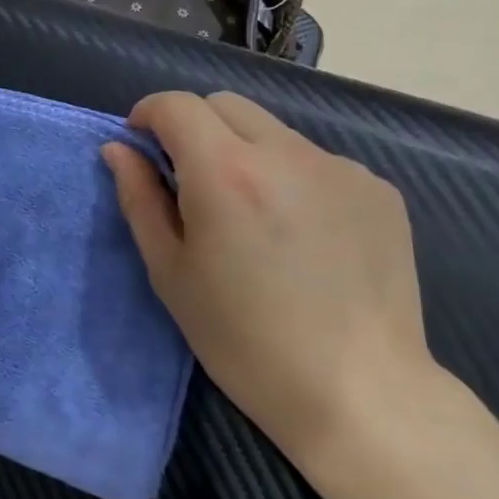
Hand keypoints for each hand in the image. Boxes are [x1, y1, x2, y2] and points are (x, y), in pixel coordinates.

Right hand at [101, 91, 432, 467]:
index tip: (141, 144)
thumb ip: (139, 198)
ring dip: (245, 151)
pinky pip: (316, 161)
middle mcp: (287, 152)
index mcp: (226, 172)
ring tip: (251, 214)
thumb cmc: (244, 339)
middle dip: (194, 126)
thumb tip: (119, 149)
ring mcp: (341, 167)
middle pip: (224, 105)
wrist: (359, 393)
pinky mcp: (379, 190)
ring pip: (273, 131)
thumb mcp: (170, 271)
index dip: (148, 114)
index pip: (176, 105)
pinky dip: (292, 177)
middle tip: (189, 180)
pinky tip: (302, 233)